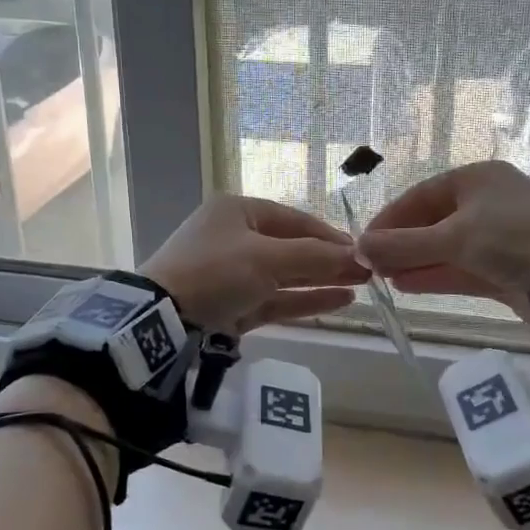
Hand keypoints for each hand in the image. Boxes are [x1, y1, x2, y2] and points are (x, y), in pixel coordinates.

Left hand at [143, 195, 368, 334]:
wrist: (161, 317)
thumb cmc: (215, 271)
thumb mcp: (267, 258)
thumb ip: (315, 257)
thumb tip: (359, 256)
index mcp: (237, 212)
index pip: (293, 219)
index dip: (329, 235)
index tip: (361, 250)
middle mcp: (235, 238)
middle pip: (291, 247)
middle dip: (329, 259)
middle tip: (368, 271)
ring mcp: (232, 274)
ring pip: (285, 275)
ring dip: (320, 280)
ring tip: (360, 286)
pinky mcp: (232, 306)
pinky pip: (274, 299)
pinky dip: (304, 300)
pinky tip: (338, 301)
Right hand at [358, 161, 529, 316]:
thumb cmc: (508, 238)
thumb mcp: (452, 237)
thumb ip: (403, 244)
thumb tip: (358, 246)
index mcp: (477, 179)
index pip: (421, 196)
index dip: (390, 218)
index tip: (364, 240)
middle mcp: (487, 203)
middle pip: (433, 222)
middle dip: (401, 244)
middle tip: (371, 264)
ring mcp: (498, 237)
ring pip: (446, 248)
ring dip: (415, 262)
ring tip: (384, 277)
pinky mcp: (505, 267)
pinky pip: (461, 268)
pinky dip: (435, 275)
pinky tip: (407, 285)